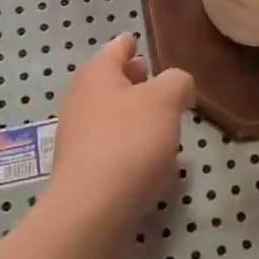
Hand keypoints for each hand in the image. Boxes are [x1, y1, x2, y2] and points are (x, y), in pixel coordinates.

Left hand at [44, 34, 193, 243]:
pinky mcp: (85, 172)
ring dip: (137, 117)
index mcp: (97, 74)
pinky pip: (114, 148)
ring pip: (114, 116)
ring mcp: (79, 138)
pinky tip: (156, 163)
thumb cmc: (128, 142)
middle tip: (162, 84)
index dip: (132, 44)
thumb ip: (177, 82)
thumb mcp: (165, 100)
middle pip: (113, 82)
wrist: (91, 214)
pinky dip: (133, 147)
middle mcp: (82, 101)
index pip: (118, 48)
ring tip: (167, 124)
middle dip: (137, 81)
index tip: (143, 44)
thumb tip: (178, 86)